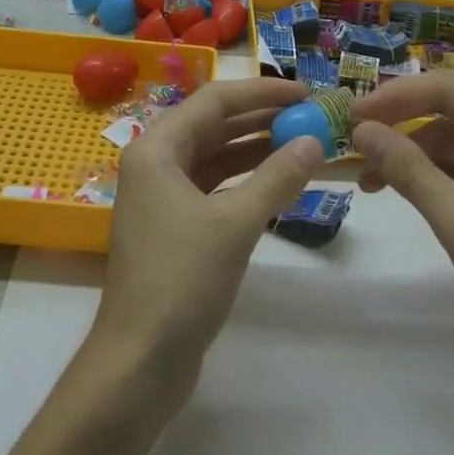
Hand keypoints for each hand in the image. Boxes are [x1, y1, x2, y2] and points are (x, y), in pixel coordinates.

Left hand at [94, 77, 321, 386]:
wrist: (139, 362)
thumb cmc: (180, 281)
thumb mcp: (234, 225)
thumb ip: (276, 178)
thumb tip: (314, 142)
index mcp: (157, 148)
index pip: (214, 101)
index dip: (261, 92)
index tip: (305, 93)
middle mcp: (156, 163)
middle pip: (214, 125)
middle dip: (262, 118)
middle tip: (311, 116)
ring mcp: (164, 196)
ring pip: (216, 157)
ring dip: (258, 149)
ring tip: (304, 144)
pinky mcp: (176, 226)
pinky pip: (216, 187)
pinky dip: (247, 181)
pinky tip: (280, 182)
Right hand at [351, 71, 453, 369]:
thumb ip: (407, 168)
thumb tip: (361, 131)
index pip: (449, 89)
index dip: (397, 96)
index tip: (354, 115)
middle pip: (450, 110)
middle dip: (401, 125)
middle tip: (355, 142)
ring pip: (452, 140)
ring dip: (410, 154)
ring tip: (368, 179)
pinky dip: (429, 175)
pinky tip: (398, 189)